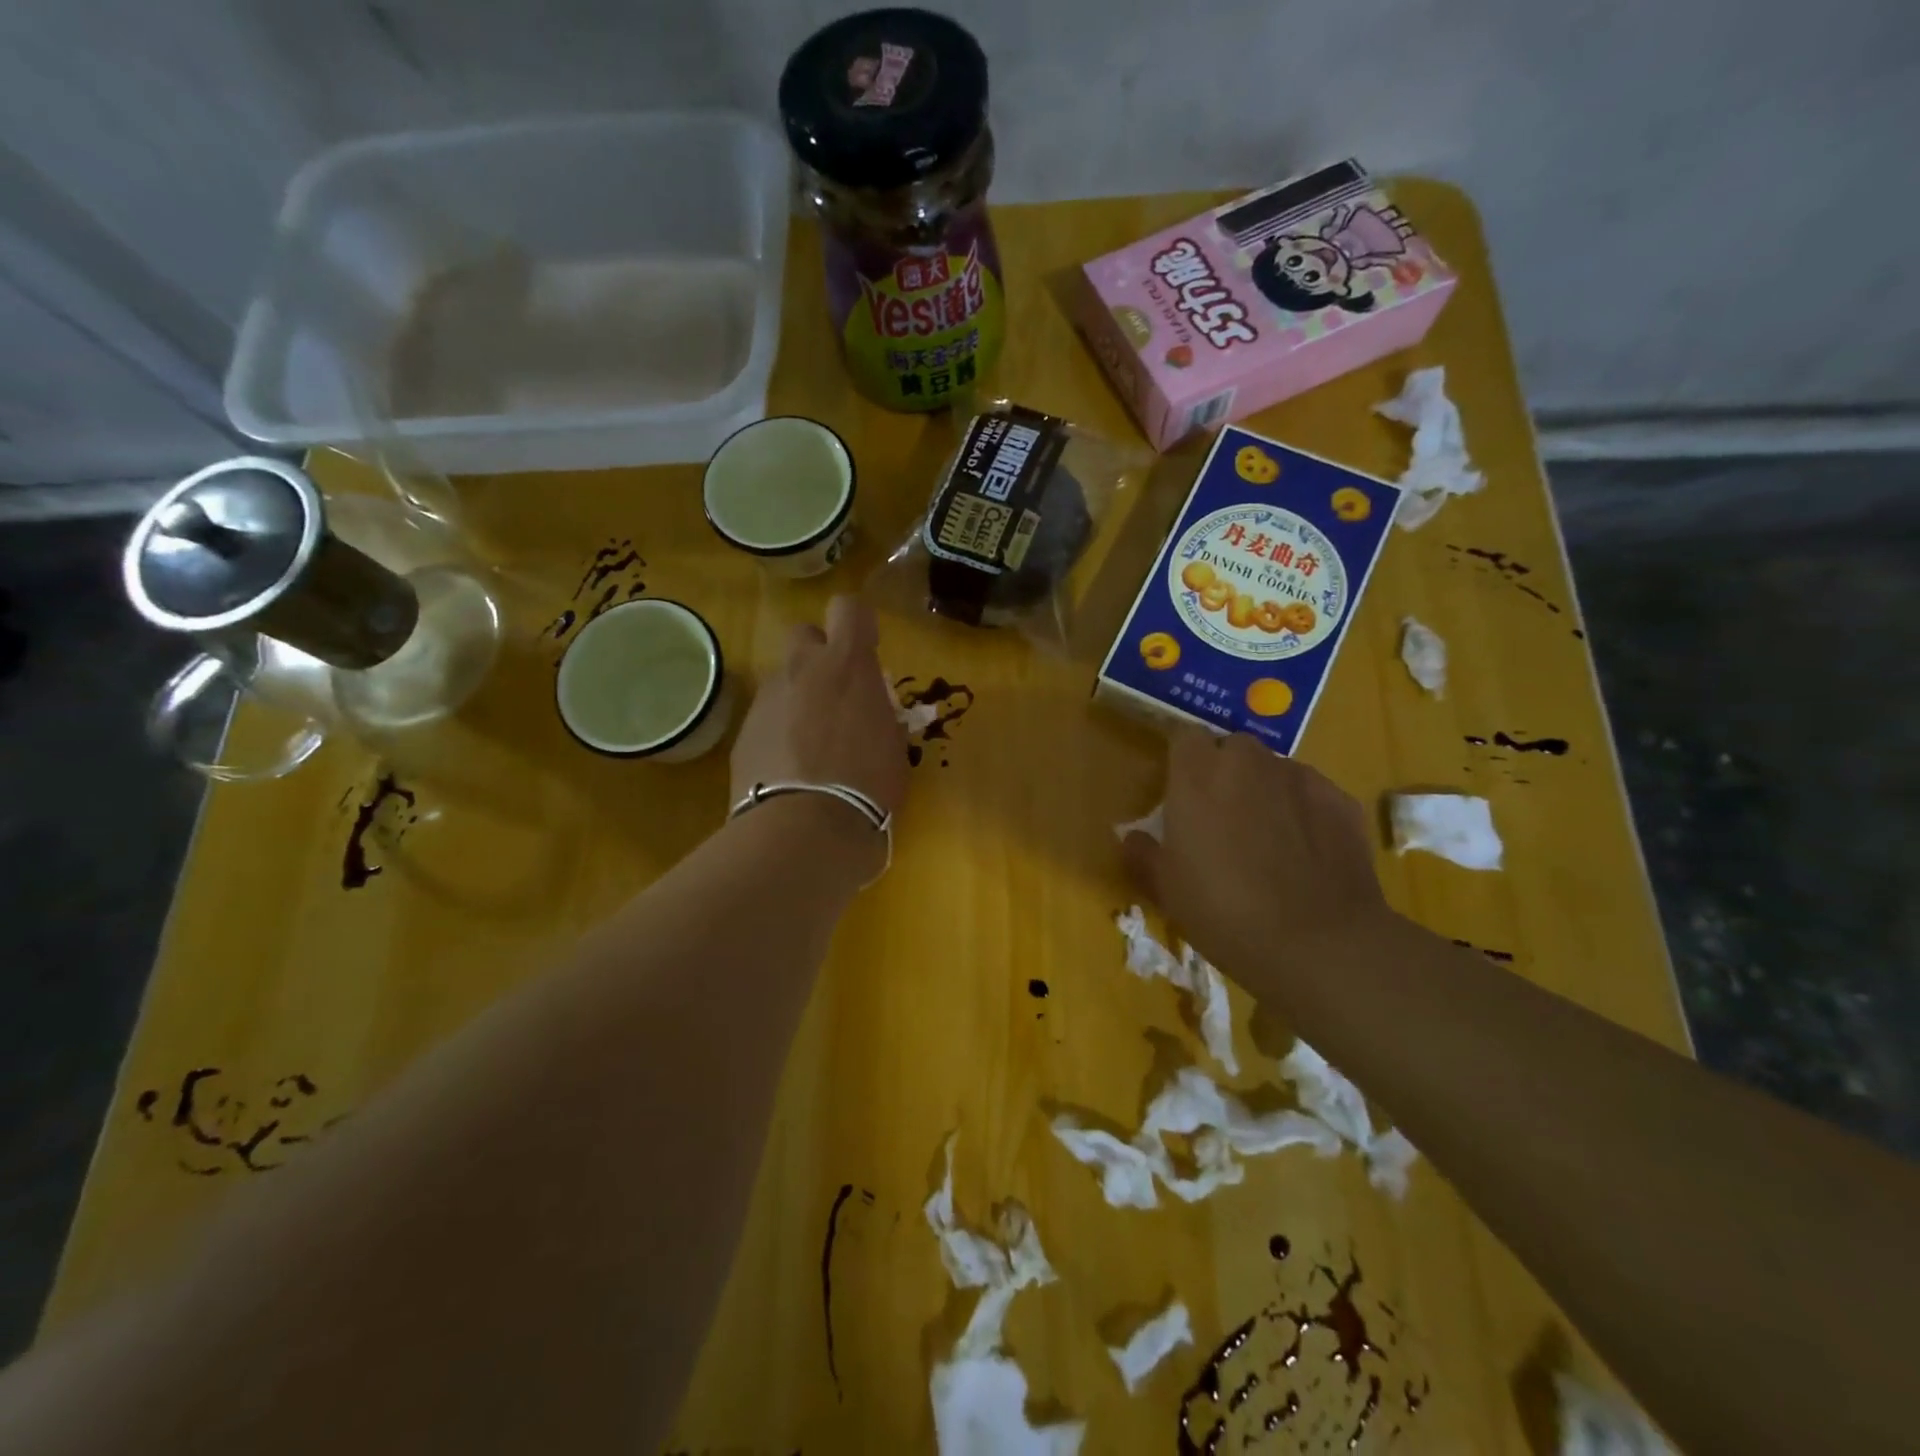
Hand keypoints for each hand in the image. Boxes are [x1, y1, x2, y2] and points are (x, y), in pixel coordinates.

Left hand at [729, 595, 908, 821]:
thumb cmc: (868, 786)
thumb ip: (879, 712)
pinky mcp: (743, 730)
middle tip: (833, 694)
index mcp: (848, 665)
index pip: (849, 608)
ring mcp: (768, 697)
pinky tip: (787, 766)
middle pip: (805, 634)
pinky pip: (765, 715)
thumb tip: (870, 707)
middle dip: (818, 655)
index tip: (866, 651)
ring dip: (797, 695)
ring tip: (809, 741)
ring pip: (783, 678)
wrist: (806, 829)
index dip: (858, 624)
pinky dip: (777, 730)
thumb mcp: (892, 744)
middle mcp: (803, 668)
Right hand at [1122, 730, 1392, 989]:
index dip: (1181, 759)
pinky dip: (1304, 812)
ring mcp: (1300, 778)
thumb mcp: (1167, 891)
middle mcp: (1248, 762)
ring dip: (1265, 790)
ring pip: (1274, 770)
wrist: (1318, 944)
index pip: (1183, 736)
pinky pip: (1311, 795)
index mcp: (1197, 775)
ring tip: (1268, 839)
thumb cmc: (1224, 912)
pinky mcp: (1341, 800)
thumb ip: (1144, 855)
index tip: (1178, 787)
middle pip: (1232, 748)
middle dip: (1225, 771)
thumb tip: (1133, 838)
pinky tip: (1306, 853)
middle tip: (1221, 817)